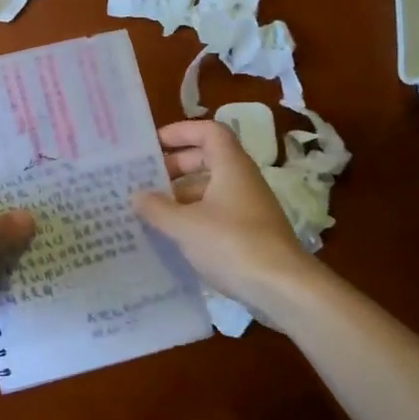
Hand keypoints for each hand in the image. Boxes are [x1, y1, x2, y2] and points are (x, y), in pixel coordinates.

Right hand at [134, 119, 317, 319]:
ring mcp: (248, 208)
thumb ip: (157, 208)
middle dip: (176, 166)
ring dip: (182, 195)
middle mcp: (242, 180)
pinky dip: (194, 217)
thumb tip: (136, 195)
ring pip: (211, 189)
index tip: (154, 144)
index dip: (181, 131)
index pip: (208, 131)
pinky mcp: (250, 233)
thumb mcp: (185, 226)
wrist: (282, 288)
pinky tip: (173, 236)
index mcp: (231, 166)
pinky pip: (217, 213)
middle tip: (146, 180)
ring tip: (151, 211)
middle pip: (208, 159)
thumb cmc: (232, 244)